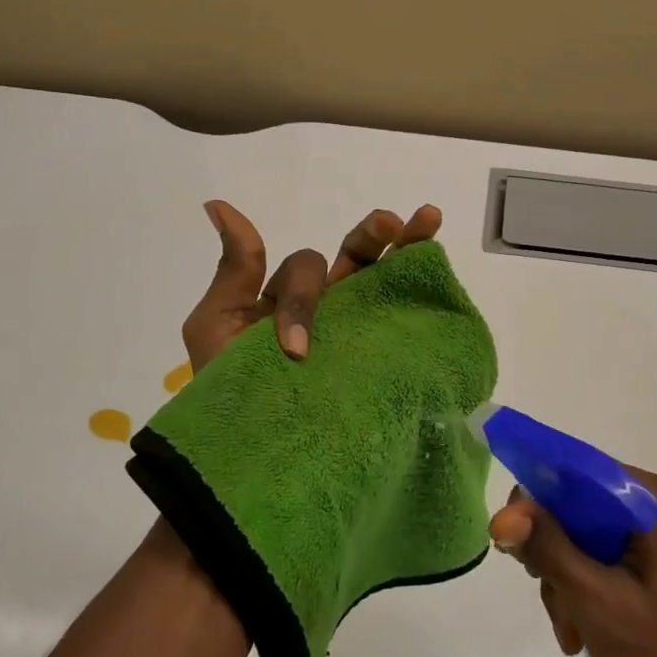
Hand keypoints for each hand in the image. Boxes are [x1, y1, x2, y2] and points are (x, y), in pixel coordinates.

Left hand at [180, 200, 443, 368]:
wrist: (253, 452)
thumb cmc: (228, 388)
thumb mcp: (217, 325)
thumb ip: (235, 271)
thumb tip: (218, 205)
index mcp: (289, 298)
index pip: (307, 267)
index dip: (302, 298)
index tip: (295, 349)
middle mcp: (328, 308)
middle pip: (356, 258)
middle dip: (373, 235)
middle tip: (390, 222)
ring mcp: (355, 332)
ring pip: (383, 279)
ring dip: (407, 245)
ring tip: (428, 220)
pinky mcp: (377, 358)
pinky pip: (401, 318)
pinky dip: (422, 288)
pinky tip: (438, 270)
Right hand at [489, 470, 656, 656]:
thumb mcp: (597, 601)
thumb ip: (549, 549)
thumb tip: (504, 514)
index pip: (580, 471)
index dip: (538, 498)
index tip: (511, 539)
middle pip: (584, 507)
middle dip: (556, 554)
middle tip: (551, 600)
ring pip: (593, 535)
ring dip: (571, 579)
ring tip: (572, 631)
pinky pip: (614, 555)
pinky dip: (592, 586)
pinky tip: (586, 629)